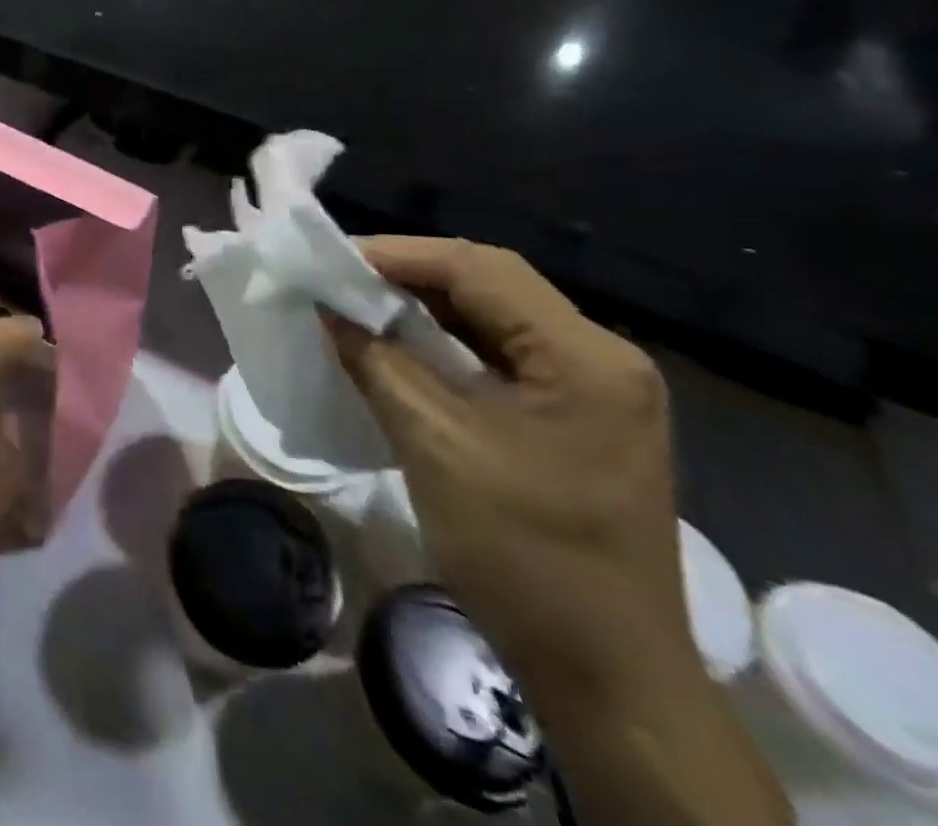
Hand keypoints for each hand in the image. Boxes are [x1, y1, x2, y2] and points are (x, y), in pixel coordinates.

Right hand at [323, 238, 793, 825]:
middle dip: (409, 276)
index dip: (398, 255)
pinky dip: (447, 344)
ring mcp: (596, 390)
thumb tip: (327, 307)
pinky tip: (402, 349)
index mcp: (585, 356)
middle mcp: (602, 358)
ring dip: (425, 307)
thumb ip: (377, 361)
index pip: (479, 269)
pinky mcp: (579, 417)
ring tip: (359, 305)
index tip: (330, 260)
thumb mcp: (435, 445)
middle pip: (491, 285)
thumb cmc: (524, 556)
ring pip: (495, 318)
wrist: (610, 681)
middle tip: (339, 279)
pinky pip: (503, 356)